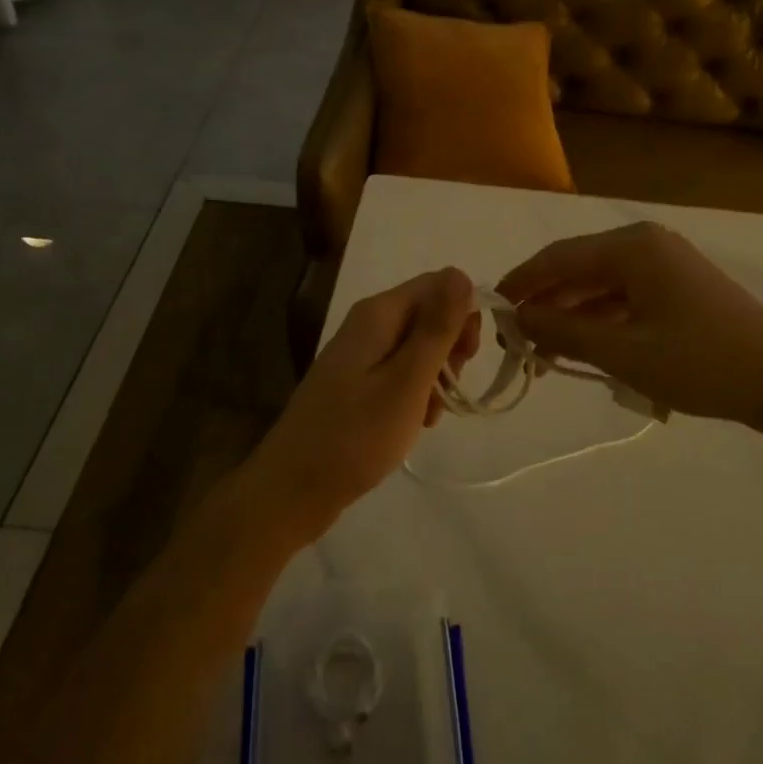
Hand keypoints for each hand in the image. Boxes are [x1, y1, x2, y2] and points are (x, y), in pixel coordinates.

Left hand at [250, 268, 478, 542]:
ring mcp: (360, 352)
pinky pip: (401, 370)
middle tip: (451, 388)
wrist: (294, 489)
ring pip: (418, 345)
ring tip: (430, 414)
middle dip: (451, 347)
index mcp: (378, 313)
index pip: (439, 284)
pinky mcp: (357, 380)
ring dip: (437, 374)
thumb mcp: (407, 381)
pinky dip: (417, 391)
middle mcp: (368, 323)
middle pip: (429, 313)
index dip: (463, 313)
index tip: (468, 357)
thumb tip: (461, 274)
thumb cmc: (355, 436)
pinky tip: (416, 421)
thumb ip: (437, 328)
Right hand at [497, 222, 762, 434]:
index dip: (521, 283)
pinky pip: (625, 300)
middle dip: (545, 304)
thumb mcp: (623, 352)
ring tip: (542, 354)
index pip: (558, 258)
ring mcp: (666, 267)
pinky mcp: (679, 290)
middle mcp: (646, 246)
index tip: (491, 310)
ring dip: (571, 317)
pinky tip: (582, 350)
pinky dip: (600, 322)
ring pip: (600, 287)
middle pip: (578, 270)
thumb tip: (517, 318)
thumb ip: (563, 331)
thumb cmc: (701, 362)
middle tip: (516, 341)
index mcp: (632, 247)